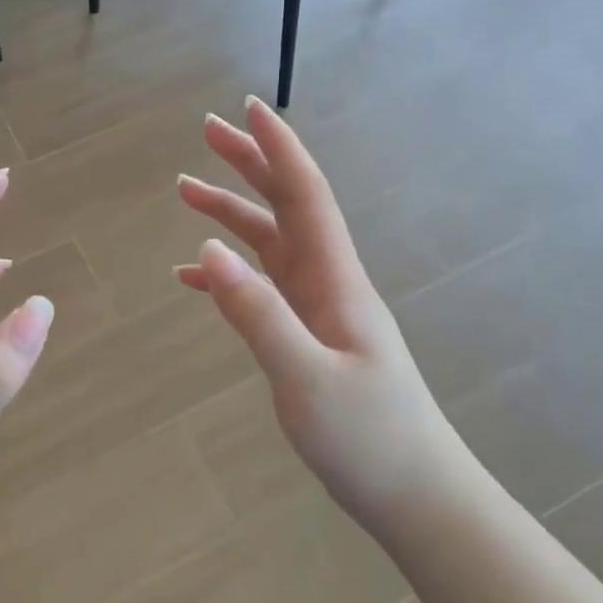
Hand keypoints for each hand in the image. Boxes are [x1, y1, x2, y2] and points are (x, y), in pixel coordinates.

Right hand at [176, 98, 463, 522]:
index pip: (305, 195)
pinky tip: (195, 275)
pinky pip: (262, 286)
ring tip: (186, 189)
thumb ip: (256, 313)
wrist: (415, 495)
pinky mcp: (308, 334)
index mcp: (335, 280)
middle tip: (207, 130)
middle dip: (250, 164)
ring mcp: (318, 308)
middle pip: (286, 205)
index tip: (250, 107)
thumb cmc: (368, 438)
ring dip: (232, 212)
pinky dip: (228, 272)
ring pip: (270, 242)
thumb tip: (208, 248)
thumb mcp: (305, 377)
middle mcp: (327, 281)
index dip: (278, 148)